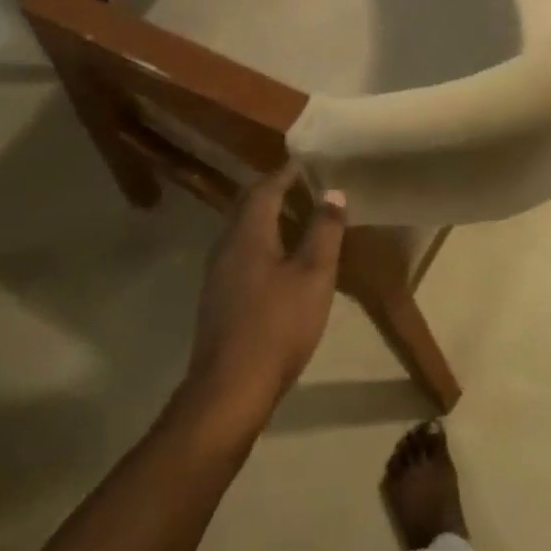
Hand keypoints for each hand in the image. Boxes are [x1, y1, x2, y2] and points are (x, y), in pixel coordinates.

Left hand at [184, 164, 345, 433]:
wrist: (230, 388)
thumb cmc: (278, 326)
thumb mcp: (314, 276)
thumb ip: (324, 231)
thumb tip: (333, 192)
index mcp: (247, 234)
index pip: (265, 188)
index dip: (286, 173)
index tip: (307, 163)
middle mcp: (225, 245)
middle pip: (248, 206)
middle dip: (275, 192)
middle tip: (306, 187)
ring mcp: (217, 273)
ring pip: (243, 231)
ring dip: (268, 218)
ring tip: (299, 219)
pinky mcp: (218, 297)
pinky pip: (241, 253)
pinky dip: (262, 242)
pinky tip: (282, 260)